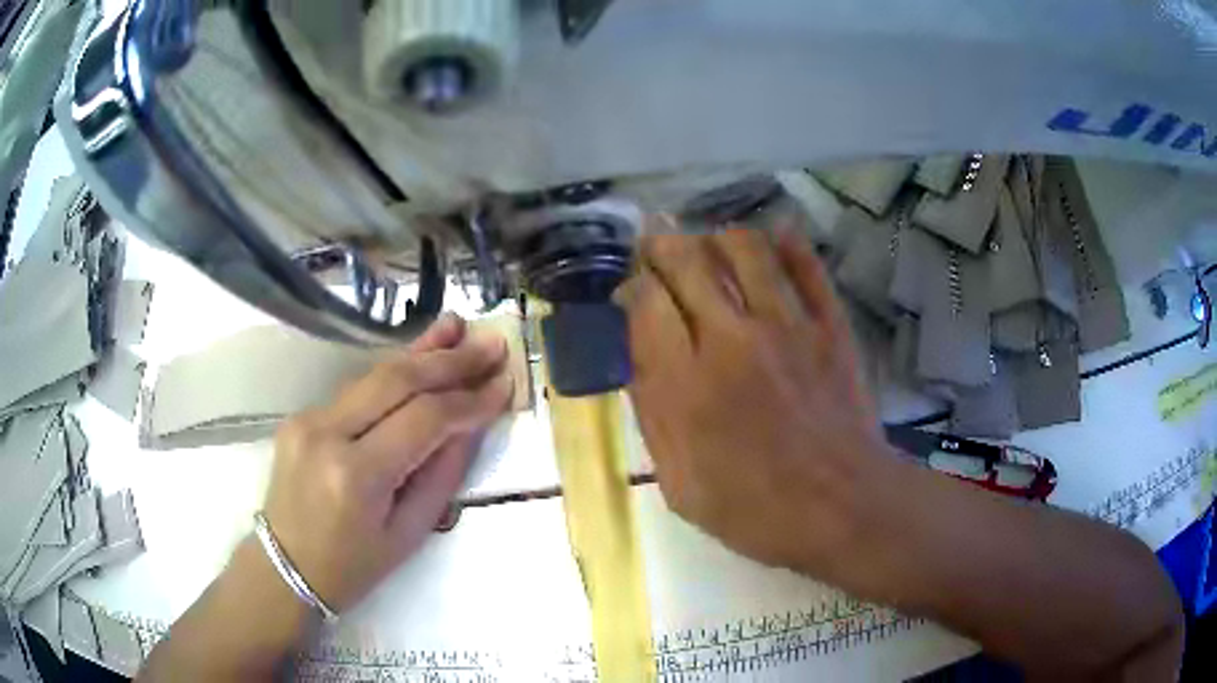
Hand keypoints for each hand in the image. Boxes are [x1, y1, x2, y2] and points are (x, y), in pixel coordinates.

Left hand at [262, 313, 513, 611]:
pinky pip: (358, 388)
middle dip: (450, 361)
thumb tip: (471, 424)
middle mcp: (327, 434)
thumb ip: (442, 475)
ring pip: (375, 374)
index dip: (469, 400)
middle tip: (491, 344)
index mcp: (356, 476)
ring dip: (422, 352)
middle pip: (398, 381)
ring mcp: (309, 418)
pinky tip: (419, 350)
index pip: (424, 420)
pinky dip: (394, 371)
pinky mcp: (303, 414)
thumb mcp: (409, 534)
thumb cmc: (352, 567)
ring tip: (460, 327)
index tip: (504, 383)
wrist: (286, 568)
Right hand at [625, 225, 888, 573]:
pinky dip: (789, 243)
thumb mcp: (680, 484)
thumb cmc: (755, 510)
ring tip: (711, 247)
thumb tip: (637, 358)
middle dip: (663, 245)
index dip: (632, 283)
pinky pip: (808, 267)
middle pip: (688, 260)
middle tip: (658, 249)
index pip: (646, 300)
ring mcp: (788, 326)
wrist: (841, 507)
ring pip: (746, 248)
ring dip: (719, 238)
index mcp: (687, 383)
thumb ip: (654, 415)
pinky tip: (775, 237)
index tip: (631, 290)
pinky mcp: (829, 327)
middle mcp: (733, 339)